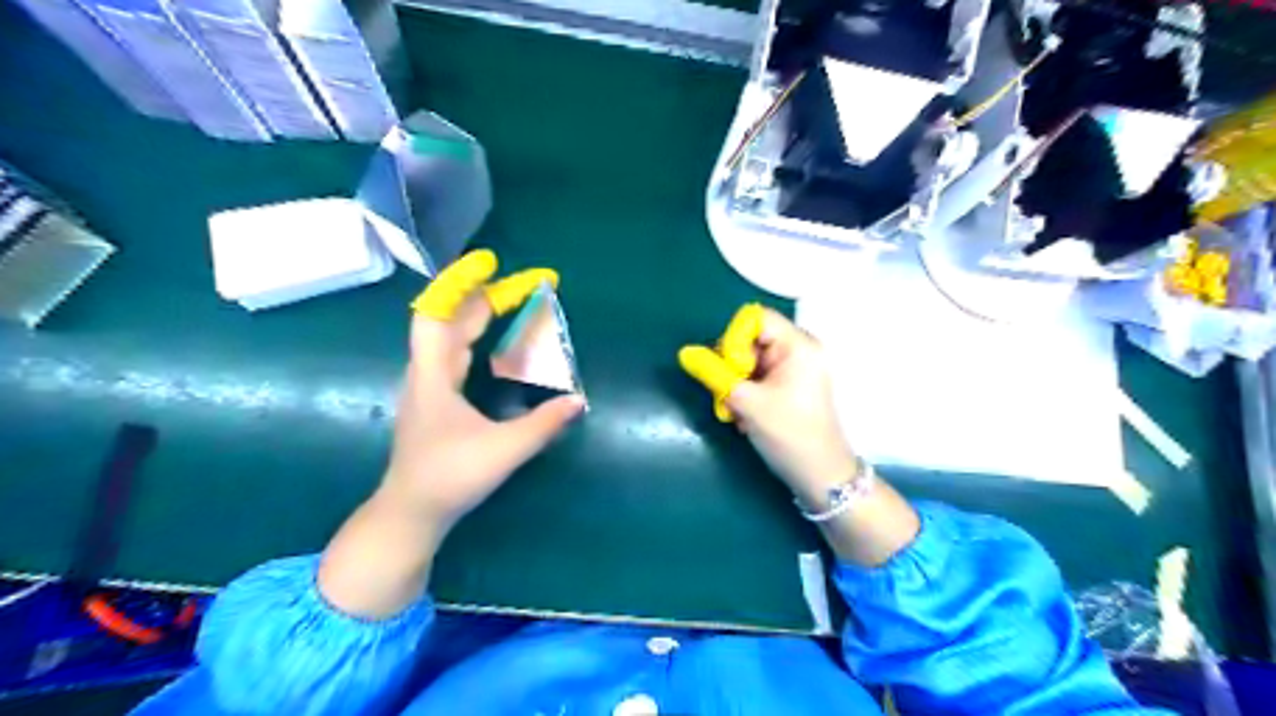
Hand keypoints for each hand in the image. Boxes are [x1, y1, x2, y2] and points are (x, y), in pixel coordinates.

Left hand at [389, 250, 586, 529]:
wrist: (410, 513)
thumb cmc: (449, 478)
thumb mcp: (503, 451)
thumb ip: (543, 425)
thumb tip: (578, 400)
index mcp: (433, 376)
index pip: (436, 314)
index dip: (460, 284)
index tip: (490, 263)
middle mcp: (427, 373)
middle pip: (451, 320)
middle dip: (487, 297)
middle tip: (526, 286)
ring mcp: (428, 387)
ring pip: (452, 337)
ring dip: (481, 316)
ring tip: (514, 304)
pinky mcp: (435, 401)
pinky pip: (455, 355)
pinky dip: (477, 338)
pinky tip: (495, 345)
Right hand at [678, 307, 917, 563]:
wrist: (821, 477)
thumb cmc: (790, 436)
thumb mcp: (748, 403)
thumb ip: (714, 374)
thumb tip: (685, 353)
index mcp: (798, 345)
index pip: (755, 318)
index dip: (734, 339)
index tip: (731, 370)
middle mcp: (799, 350)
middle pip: (750, 340)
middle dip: (731, 367)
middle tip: (726, 395)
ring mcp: (795, 369)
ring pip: (749, 362)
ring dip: (735, 385)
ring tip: (734, 412)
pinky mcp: (789, 386)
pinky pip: (757, 377)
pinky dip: (745, 393)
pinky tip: (743, 417)